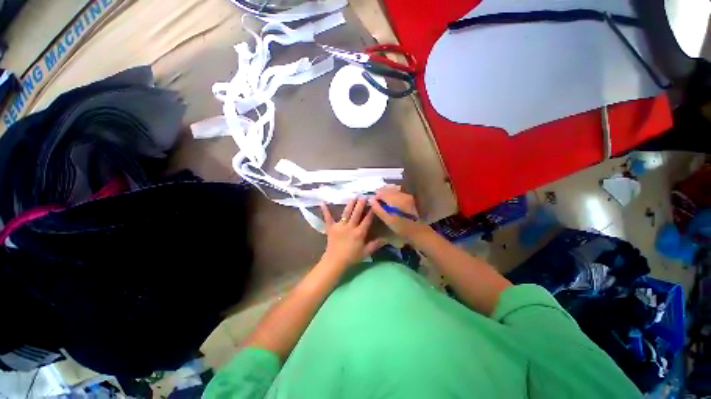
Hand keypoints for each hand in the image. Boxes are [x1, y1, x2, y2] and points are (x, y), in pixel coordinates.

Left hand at [319, 198, 385, 269]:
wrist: (335, 261)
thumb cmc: (351, 257)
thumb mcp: (366, 252)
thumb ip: (376, 244)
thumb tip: (387, 239)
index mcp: (359, 233)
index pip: (367, 220)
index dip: (371, 211)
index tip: (374, 203)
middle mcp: (350, 227)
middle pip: (356, 213)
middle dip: (360, 204)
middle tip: (363, 196)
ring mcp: (340, 226)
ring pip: (346, 213)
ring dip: (350, 204)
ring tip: (353, 196)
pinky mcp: (331, 227)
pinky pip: (328, 218)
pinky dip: (325, 210)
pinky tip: (323, 202)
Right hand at [369, 186, 426, 239]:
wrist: (419, 232)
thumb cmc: (402, 228)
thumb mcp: (388, 220)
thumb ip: (378, 209)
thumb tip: (371, 200)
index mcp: (396, 200)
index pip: (382, 193)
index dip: (375, 196)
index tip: (371, 202)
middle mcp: (402, 195)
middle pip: (388, 190)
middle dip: (380, 194)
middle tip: (375, 201)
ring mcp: (407, 196)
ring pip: (393, 190)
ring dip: (386, 194)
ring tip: (381, 201)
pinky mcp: (409, 199)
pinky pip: (397, 193)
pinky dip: (391, 195)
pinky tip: (389, 201)